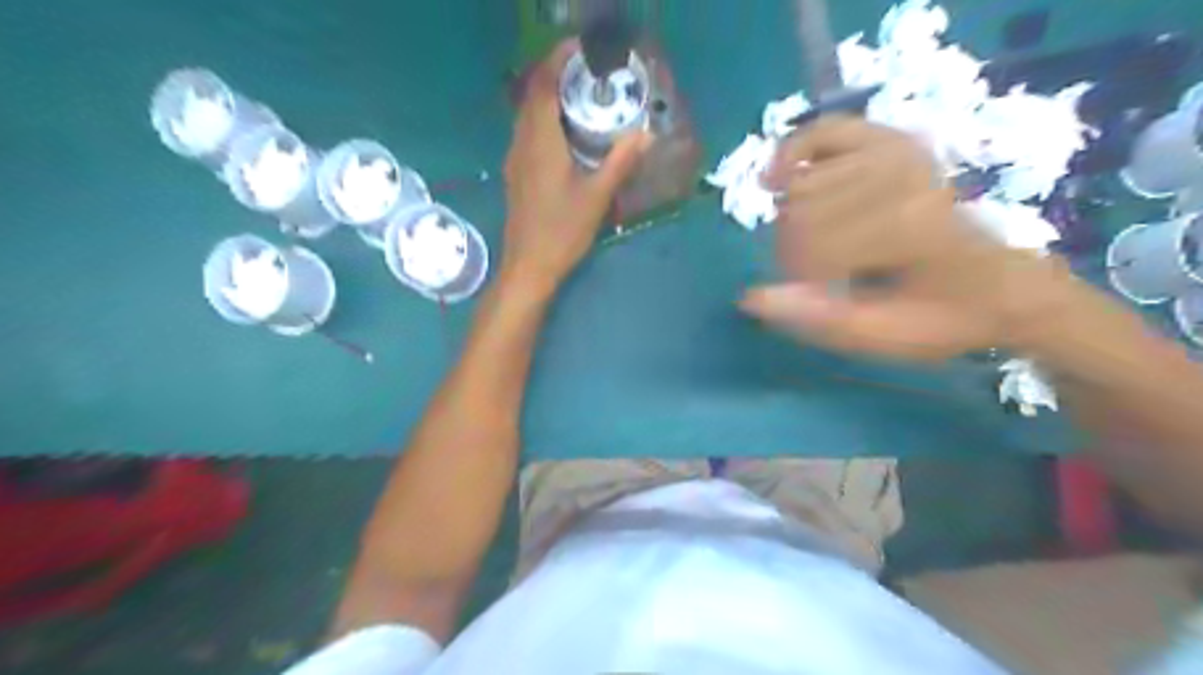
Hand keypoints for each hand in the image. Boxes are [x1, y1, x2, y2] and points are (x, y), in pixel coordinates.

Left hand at [499, 41, 653, 296]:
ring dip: (548, 97)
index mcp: (540, 141)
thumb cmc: (562, 231)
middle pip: (532, 95)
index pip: (544, 86)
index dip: (558, 60)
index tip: (580, 48)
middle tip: (587, 71)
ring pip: (527, 115)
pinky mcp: (516, 174)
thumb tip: (646, 134)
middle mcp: (522, 142)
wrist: (528, 266)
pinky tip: (565, 133)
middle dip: (554, 75)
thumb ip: (620, 161)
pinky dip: (544, 120)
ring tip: (579, 96)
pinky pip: (527, 133)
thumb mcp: (597, 196)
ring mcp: (516, 159)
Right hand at [744, 115, 1081, 358]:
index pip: (809, 246)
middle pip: (799, 211)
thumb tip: (751, 297)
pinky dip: (795, 151)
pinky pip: (824, 132)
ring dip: (795, 218)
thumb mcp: (880, 336)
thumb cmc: (939, 318)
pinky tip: (780, 175)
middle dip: (795, 250)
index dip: (800, 277)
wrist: (999, 286)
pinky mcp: (893, 143)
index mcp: (904, 229)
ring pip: (802, 183)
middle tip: (818, 275)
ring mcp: (897, 153)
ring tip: (818, 242)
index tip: (818, 295)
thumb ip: (817, 318)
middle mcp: (899, 180)